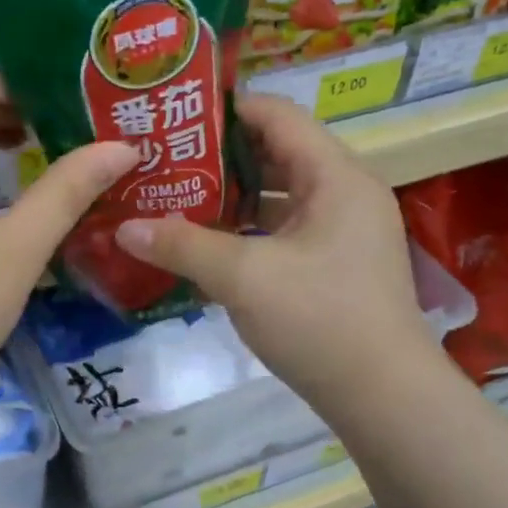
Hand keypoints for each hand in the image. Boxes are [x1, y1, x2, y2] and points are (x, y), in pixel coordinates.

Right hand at [113, 93, 443, 419]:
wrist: (383, 397)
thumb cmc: (319, 320)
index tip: (174, 117)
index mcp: (336, 176)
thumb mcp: (244, 278)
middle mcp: (344, 193)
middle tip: (164, 162)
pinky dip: (247, 234)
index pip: (277, 116)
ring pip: (278, 198)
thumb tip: (124, 228)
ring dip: (230, 199)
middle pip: (276, 155)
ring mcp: (342, 232)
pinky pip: (284, 233)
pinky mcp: (334, 266)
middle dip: (219, 158)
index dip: (225, 110)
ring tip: (175, 200)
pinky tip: (205, 247)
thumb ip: (182, 246)